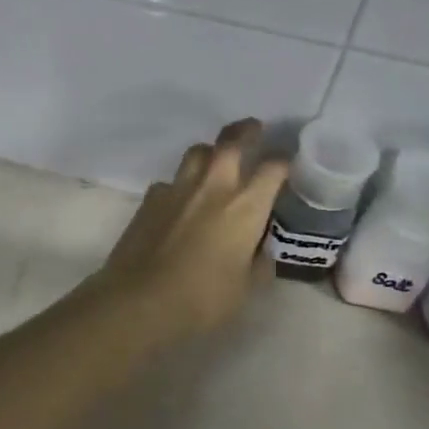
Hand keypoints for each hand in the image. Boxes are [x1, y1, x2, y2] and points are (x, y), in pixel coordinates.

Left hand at [91, 119, 289, 340]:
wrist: (140, 299)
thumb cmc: (202, 298)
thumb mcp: (244, 288)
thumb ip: (257, 264)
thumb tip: (261, 251)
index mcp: (245, 206)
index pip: (273, 168)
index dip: (284, 162)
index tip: (288, 163)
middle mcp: (214, 187)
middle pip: (231, 142)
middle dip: (246, 131)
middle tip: (254, 128)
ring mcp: (178, 188)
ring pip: (197, 152)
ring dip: (210, 151)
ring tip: (215, 160)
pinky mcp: (150, 199)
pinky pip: (170, 181)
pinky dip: (180, 185)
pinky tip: (180, 202)